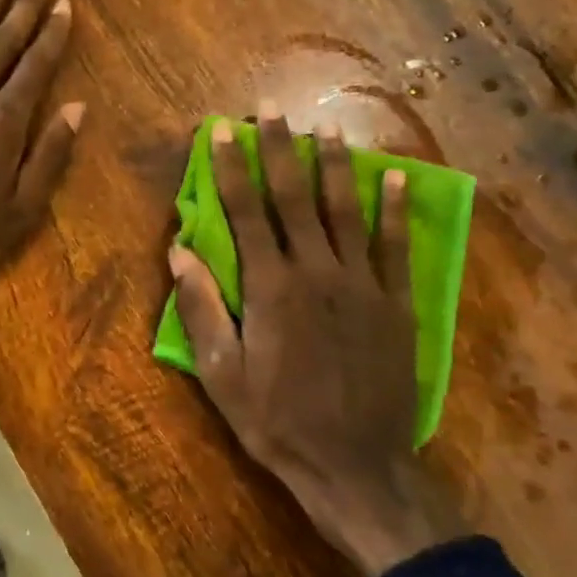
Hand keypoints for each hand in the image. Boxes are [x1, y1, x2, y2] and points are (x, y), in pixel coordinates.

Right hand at [170, 108, 466, 576]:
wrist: (355, 466)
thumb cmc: (276, 422)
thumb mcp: (221, 375)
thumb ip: (202, 310)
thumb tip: (180, 252)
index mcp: (271, 290)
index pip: (245, 214)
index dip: (231, 169)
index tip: (222, 131)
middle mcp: (318, 274)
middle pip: (295, 199)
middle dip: (280, 150)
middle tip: (271, 110)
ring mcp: (362, 285)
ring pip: (346, 211)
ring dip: (334, 166)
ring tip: (324, 128)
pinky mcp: (396, 304)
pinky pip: (395, 246)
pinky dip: (395, 209)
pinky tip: (394, 177)